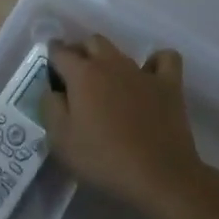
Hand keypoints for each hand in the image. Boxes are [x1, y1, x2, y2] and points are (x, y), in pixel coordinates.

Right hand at [45, 36, 211, 218]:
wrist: (158, 176)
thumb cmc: (103, 159)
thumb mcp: (60, 140)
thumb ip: (50, 107)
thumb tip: (53, 90)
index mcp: (83, 74)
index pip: (60, 51)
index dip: (52, 58)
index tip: (51, 72)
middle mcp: (111, 63)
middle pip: (91, 42)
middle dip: (80, 52)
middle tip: (76, 78)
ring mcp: (142, 72)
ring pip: (120, 51)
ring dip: (109, 61)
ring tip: (106, 85)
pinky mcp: (169, 84)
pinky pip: (164, 59)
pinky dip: (155, 63)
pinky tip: (149, 78)